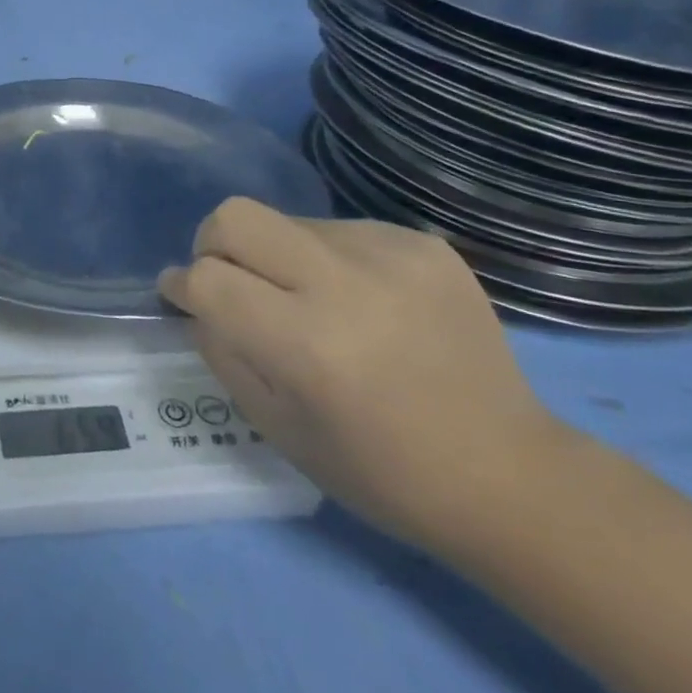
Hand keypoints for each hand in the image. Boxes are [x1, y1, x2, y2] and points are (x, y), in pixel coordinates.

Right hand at [160, 200, 570, 550]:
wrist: (511, 475)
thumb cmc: (382, 472)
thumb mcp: (278, 428)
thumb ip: (222, 352)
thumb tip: (197, 299)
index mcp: (307, 345)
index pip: (207, 279)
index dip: (181, 285)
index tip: (180, 295)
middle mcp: (346, 284)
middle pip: (237, 216)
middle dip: (213, 244)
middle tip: (229, 280)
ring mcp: (392, 255)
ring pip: (288, 221)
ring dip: (279, 257)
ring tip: (312, 303)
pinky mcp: (424, 244)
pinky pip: (341, 229)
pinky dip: (329, 260)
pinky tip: (361, 302)